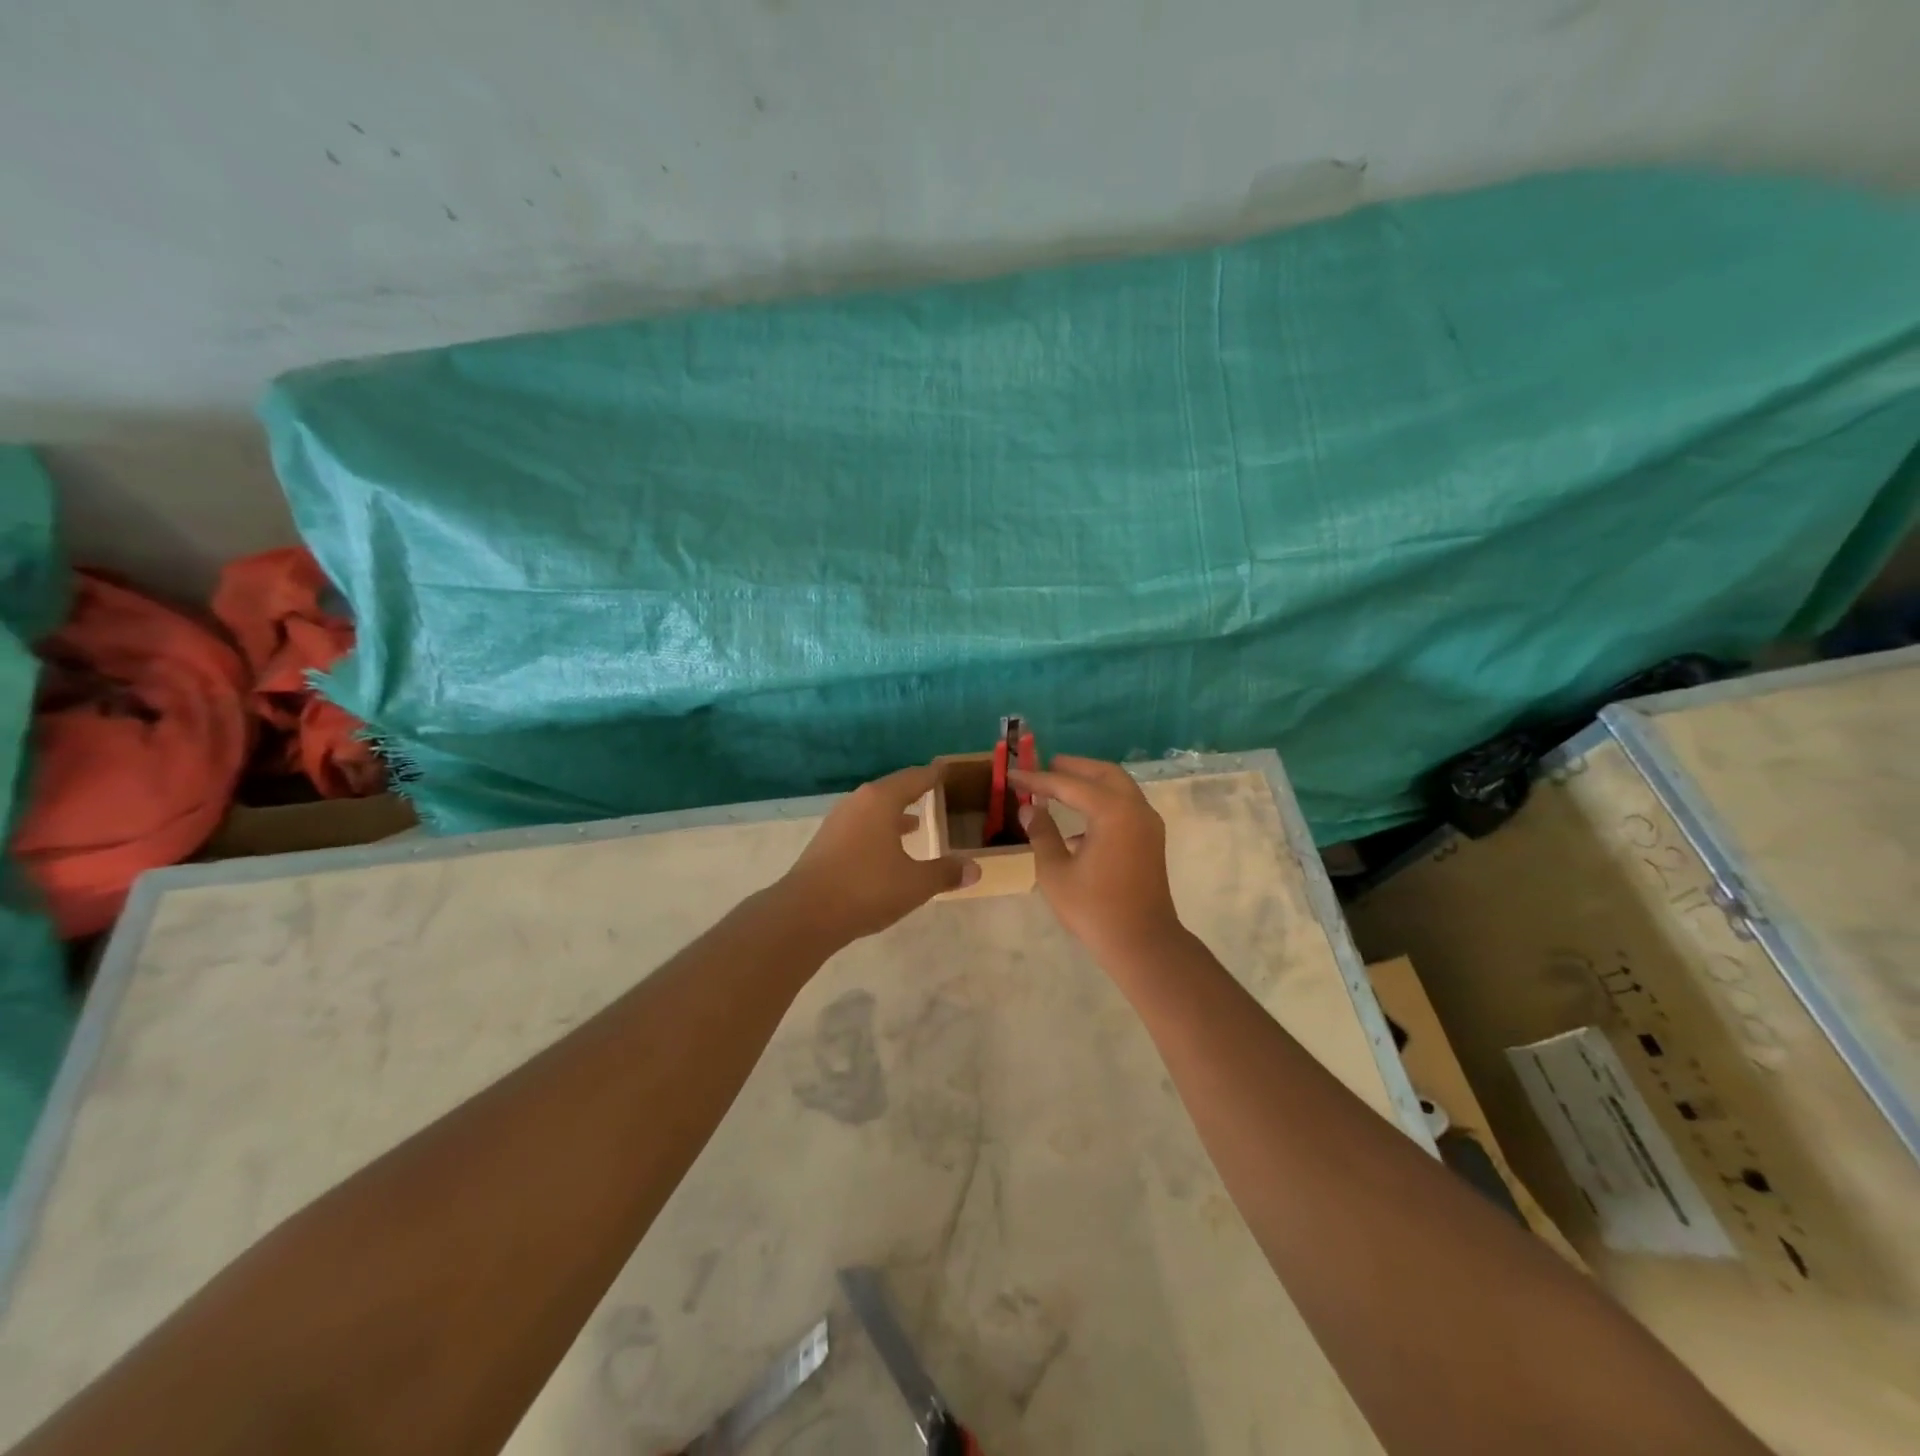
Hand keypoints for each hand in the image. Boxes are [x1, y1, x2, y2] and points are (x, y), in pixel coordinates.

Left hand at [775, 765, 978, 946]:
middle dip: (914, 792)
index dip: (933, 775)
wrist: (805, 914)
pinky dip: (878, 830)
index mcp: (881, 801)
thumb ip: (946, 873)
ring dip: (894, 814)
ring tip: (915, 823)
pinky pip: (861, 827)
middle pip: (892, 790)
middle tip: (934, 792)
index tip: (946, 769)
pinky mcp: (826, 843)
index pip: (914, 778)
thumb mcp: (915, 883)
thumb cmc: (866, 888)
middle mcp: (858, 803)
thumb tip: (975, 868)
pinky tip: (886, 850)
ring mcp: (838, 822)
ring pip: (873, 809)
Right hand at [1010, 756, 1184, 963]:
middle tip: (1045, 766)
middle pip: (1103, 774)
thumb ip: (1042, 834)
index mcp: (1113, 812)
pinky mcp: (1150, 840)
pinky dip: (1102, 804)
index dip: (1038, 779)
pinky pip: (1125, 807)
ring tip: (1058, 788)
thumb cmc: (1094, 908)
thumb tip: (1030, 809)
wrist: (1142, 943)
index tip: (1013, 775)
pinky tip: (1077, 826)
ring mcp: (1148, 824)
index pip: (1069, 784)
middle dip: (1073, 768)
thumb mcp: (1056, 871)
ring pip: (1118, 788)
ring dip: (1090, 784)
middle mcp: (1136, 809)